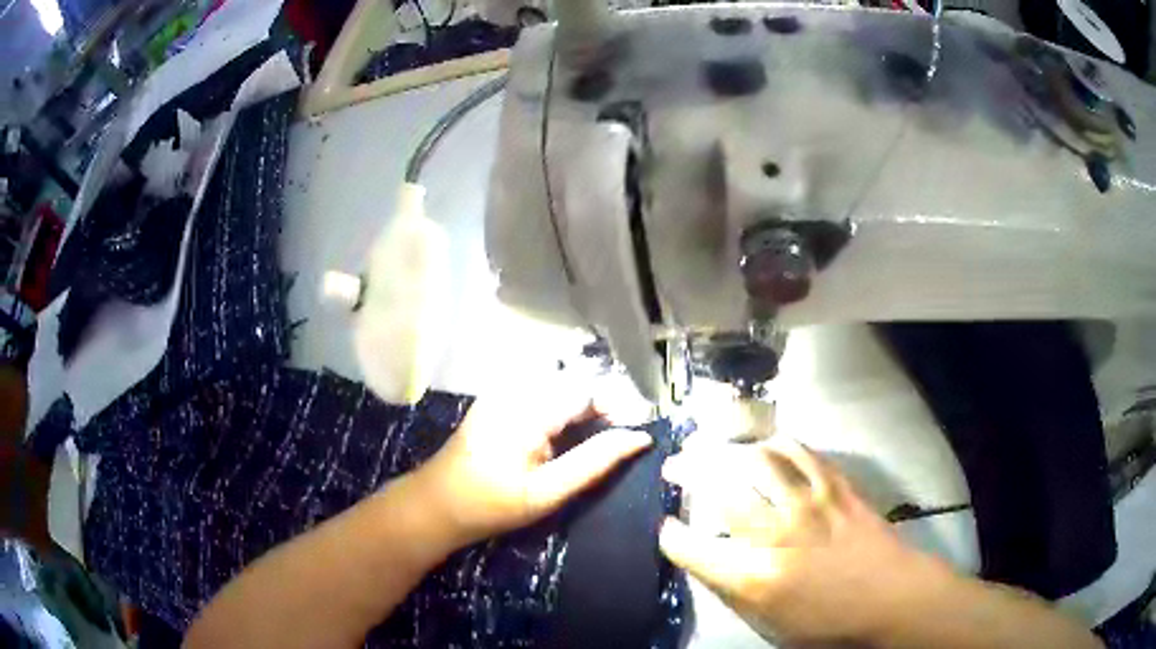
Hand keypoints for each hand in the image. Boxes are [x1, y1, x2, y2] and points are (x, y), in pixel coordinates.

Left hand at [410, 390, 652, 551]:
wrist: (438, 503)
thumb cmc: (493, 504)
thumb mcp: (548, 491)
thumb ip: (595, 462)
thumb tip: (640, 438)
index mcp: (529, 408)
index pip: (589, 388)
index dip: (620, 406)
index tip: (638, 432)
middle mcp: (517, 387)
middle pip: (576, 381)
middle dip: (606, 404)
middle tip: (623, 437)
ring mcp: (505, 389)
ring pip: (563, 384)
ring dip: (588, 405)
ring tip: (603, 435)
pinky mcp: (500, 396)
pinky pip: (545, 390)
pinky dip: (567, 406)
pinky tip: (572, 431)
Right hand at [659, 438, 945, 645]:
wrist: (890, 596)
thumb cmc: (827, 622)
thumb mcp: (768, 623)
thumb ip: (732, 590)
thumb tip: (708, 559)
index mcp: (754, 577)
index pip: (691, 546)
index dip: (670, 535)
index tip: (667, 529)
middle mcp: (775, 533)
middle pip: (718, 486)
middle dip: (687, 472)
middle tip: (675, 467)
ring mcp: (808, 502)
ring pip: (756, 458)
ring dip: (727, 449)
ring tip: (713, 447)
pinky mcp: (835, 485)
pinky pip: (799, 451)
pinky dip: (774, 445)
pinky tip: (764, 446)